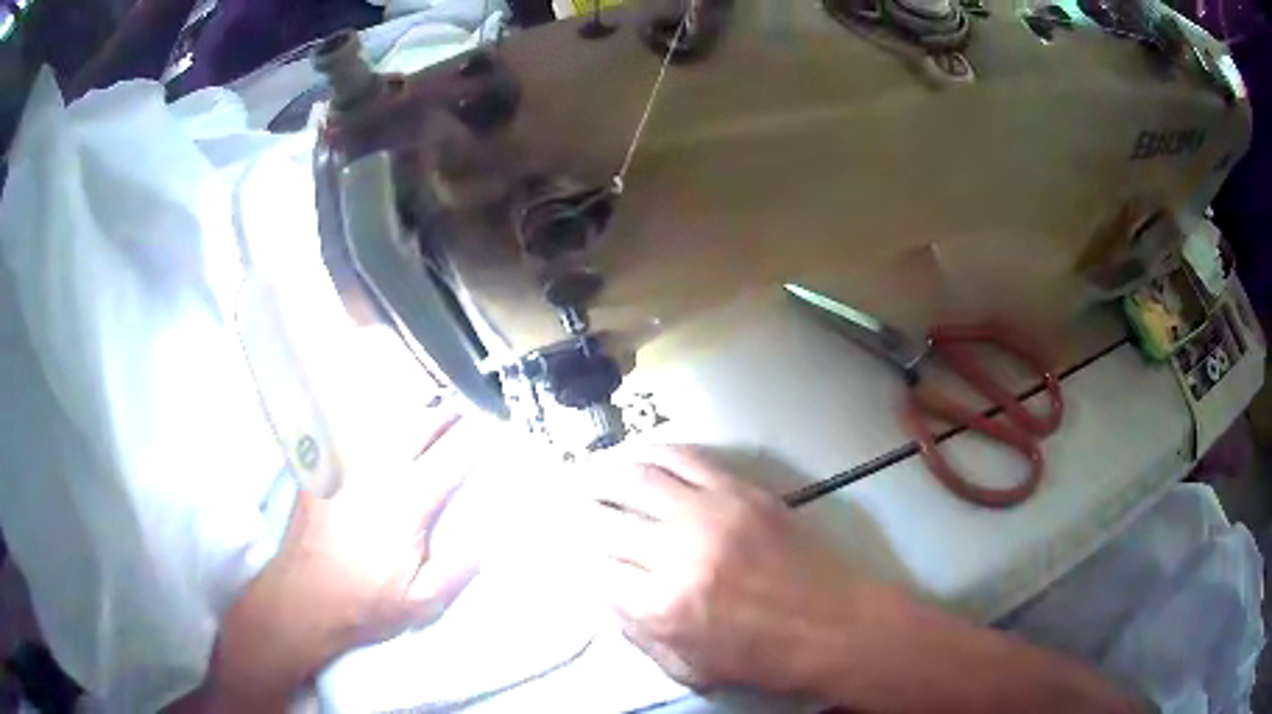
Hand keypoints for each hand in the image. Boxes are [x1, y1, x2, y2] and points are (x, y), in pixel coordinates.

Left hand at [207, 415, 478, 707]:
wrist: (301, 599)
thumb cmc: (363, 604)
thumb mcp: (421, 603)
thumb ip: (458, 568)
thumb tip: (484, 533)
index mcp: (404, 502)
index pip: (450, 456)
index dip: (476, 437)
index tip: (493, 426)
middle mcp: (374, 471)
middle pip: (417, 423)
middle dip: (445, 412)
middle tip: (464, 410)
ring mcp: (342, 463)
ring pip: (383, 418)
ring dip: (412, 412)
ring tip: (429, 412)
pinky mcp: (320, 466)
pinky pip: (348, 428)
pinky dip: (371, 420)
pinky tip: (379, 427)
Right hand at [583, 447, 876, 695]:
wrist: (836, 626)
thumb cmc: (765, 658)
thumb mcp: (691, 668)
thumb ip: (640, 635)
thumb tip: (611, 597)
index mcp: (662, 608)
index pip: (598, 573)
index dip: (586, 563)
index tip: (581, 555)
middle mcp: (677, 554)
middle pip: (607, 525)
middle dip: (582, 518)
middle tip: (569, 510)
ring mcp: (711, 515)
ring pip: (637, 480)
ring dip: (603, 475)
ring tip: (588, 474)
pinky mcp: (741, 491)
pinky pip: (685, 459)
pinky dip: (653, 453)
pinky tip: (637, 455)